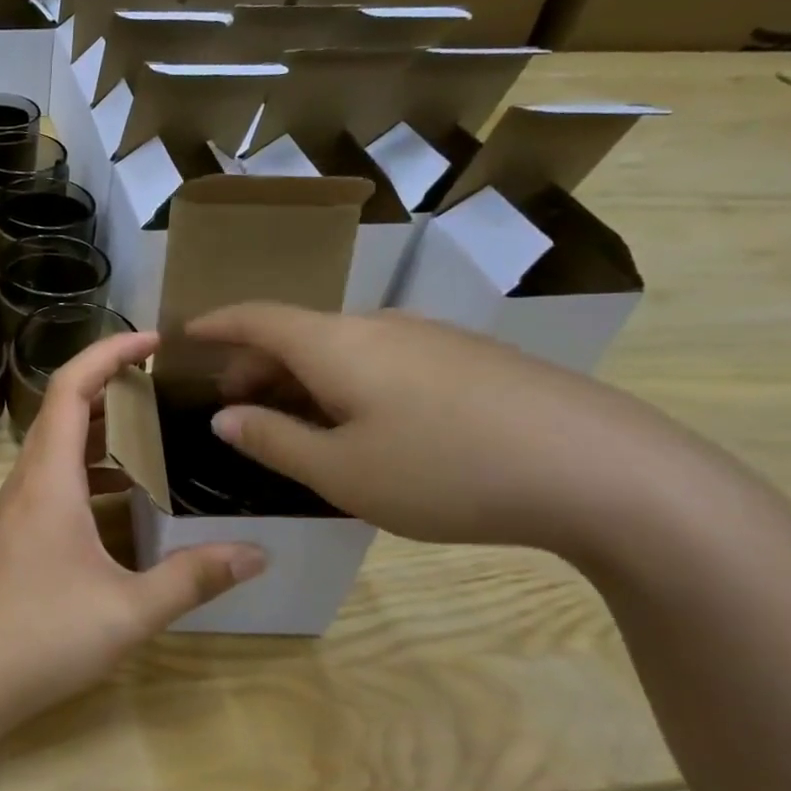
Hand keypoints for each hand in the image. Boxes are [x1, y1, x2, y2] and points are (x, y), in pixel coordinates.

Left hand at [0, 331, 264, 719]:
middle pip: (64, 407)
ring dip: (102, 427)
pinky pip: (59, 476)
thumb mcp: (129, 609)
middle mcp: (31, 479)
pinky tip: (130, 494)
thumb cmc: (43, 634)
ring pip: (60, 444)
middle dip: (112, 383)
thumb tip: (256, 552)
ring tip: (157, 429)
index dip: (108, 353)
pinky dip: (93, 467)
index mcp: (50, 477)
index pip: (70, 388)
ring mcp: (21, 506)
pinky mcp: (22, 531)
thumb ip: (193, 577)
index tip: (152, 340)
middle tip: (166, 383)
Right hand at [188, 305, 684, 560]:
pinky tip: (364, 427)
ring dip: (303, 378)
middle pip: (298, 333)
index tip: (185, 333)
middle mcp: (378, 326)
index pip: (257, 317)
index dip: (216, 324)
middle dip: (256, 365)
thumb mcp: (343, 472)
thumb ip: (273, 441)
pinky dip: (347, 384)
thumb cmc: (447, 472)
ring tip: (295, 423)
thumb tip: (225, 418)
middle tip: (235, 407)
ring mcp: (430, 338)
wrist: (605, 471)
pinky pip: (383, 360)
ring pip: (342, 348)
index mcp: (335, 344)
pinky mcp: (469, 359)